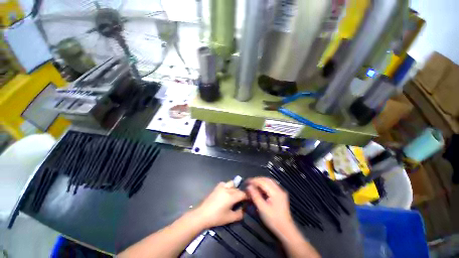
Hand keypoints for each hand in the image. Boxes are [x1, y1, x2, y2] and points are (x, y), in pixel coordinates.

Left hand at [193, 181, 247, 228]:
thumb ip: (239, 214)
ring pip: (231, 183)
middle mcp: (227, 189)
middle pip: (238, 189)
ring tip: (234, 195)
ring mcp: (221, 187)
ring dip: (235, 188)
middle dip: (241, 193)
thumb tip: (243, 209)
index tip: (249, 199)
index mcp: (231, 196)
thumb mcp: (230, 218)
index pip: (243, 194)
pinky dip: (227, 186)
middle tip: (242, 200)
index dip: (247, 196)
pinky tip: (226, 192)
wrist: (202, 214)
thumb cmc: (217, 217)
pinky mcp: (216, 187)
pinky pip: (225, 184)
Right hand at [246, 177, 294, 235]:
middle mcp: (279, 189)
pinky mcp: (280, 195)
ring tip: (253, 184)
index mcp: (275, 192)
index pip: (263, 181)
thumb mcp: (262, 209)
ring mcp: (281, 192)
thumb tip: (248, 186)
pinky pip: (271, 185)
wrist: (286, 230)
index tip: (246, 182)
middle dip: (257, 180)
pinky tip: (260, 188)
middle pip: (266, 179)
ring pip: (269, 181)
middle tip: (249, 182)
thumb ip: (255, 196)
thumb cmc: (273, 220)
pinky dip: (264, 185)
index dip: (253, 180)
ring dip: (260, 181)